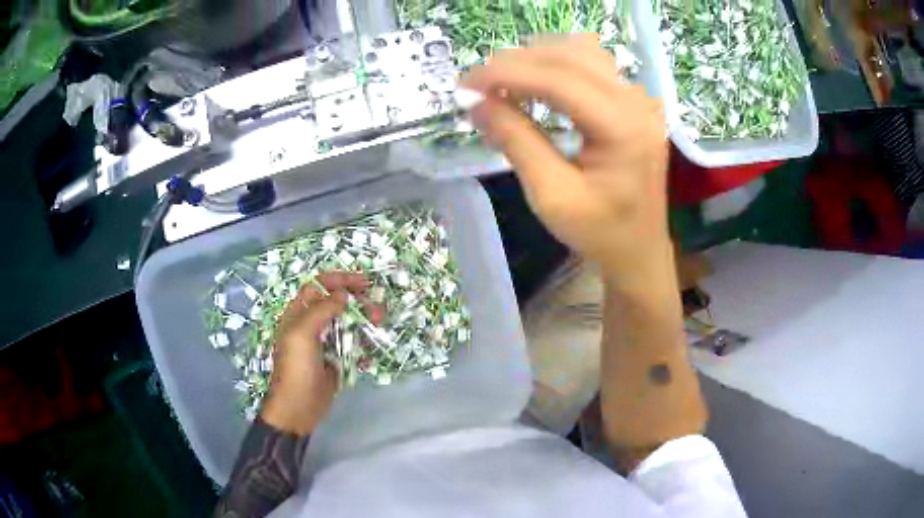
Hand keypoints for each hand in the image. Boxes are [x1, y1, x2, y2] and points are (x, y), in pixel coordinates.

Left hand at [260, 272, 378, 434]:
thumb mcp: (302, 335)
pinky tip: (368, 355)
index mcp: (299, 313)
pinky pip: (353, 346)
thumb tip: (343, 294)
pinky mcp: (336, 359)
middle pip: (338, 303)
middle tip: (378, 311)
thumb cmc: (296, 368)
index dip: (341, 279)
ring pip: (348, 323)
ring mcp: (325, 342)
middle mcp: (312, 324)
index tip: (365, 282)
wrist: (298, 407)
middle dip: (359, 303)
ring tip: (379, 327)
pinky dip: (363, 346)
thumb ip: (321, 310)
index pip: (320, 286)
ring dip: (365, 323)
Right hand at [463, 35, 672, 292]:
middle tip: (477, 84)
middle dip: (516, 63)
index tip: (466, 84)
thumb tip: (476, 103)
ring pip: (581, 52)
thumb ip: (516, 142)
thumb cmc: (598, 231)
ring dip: (536, 59)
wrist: (637, 247)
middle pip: (569, 57)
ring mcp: (638, 98)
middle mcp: (636, 102)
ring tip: (503, 83)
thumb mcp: (551, 195)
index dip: (507, 74)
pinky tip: (536, 82)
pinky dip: (557, 65)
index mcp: (624, 129)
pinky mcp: (633, 101)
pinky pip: (592, 64)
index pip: (559, 80)